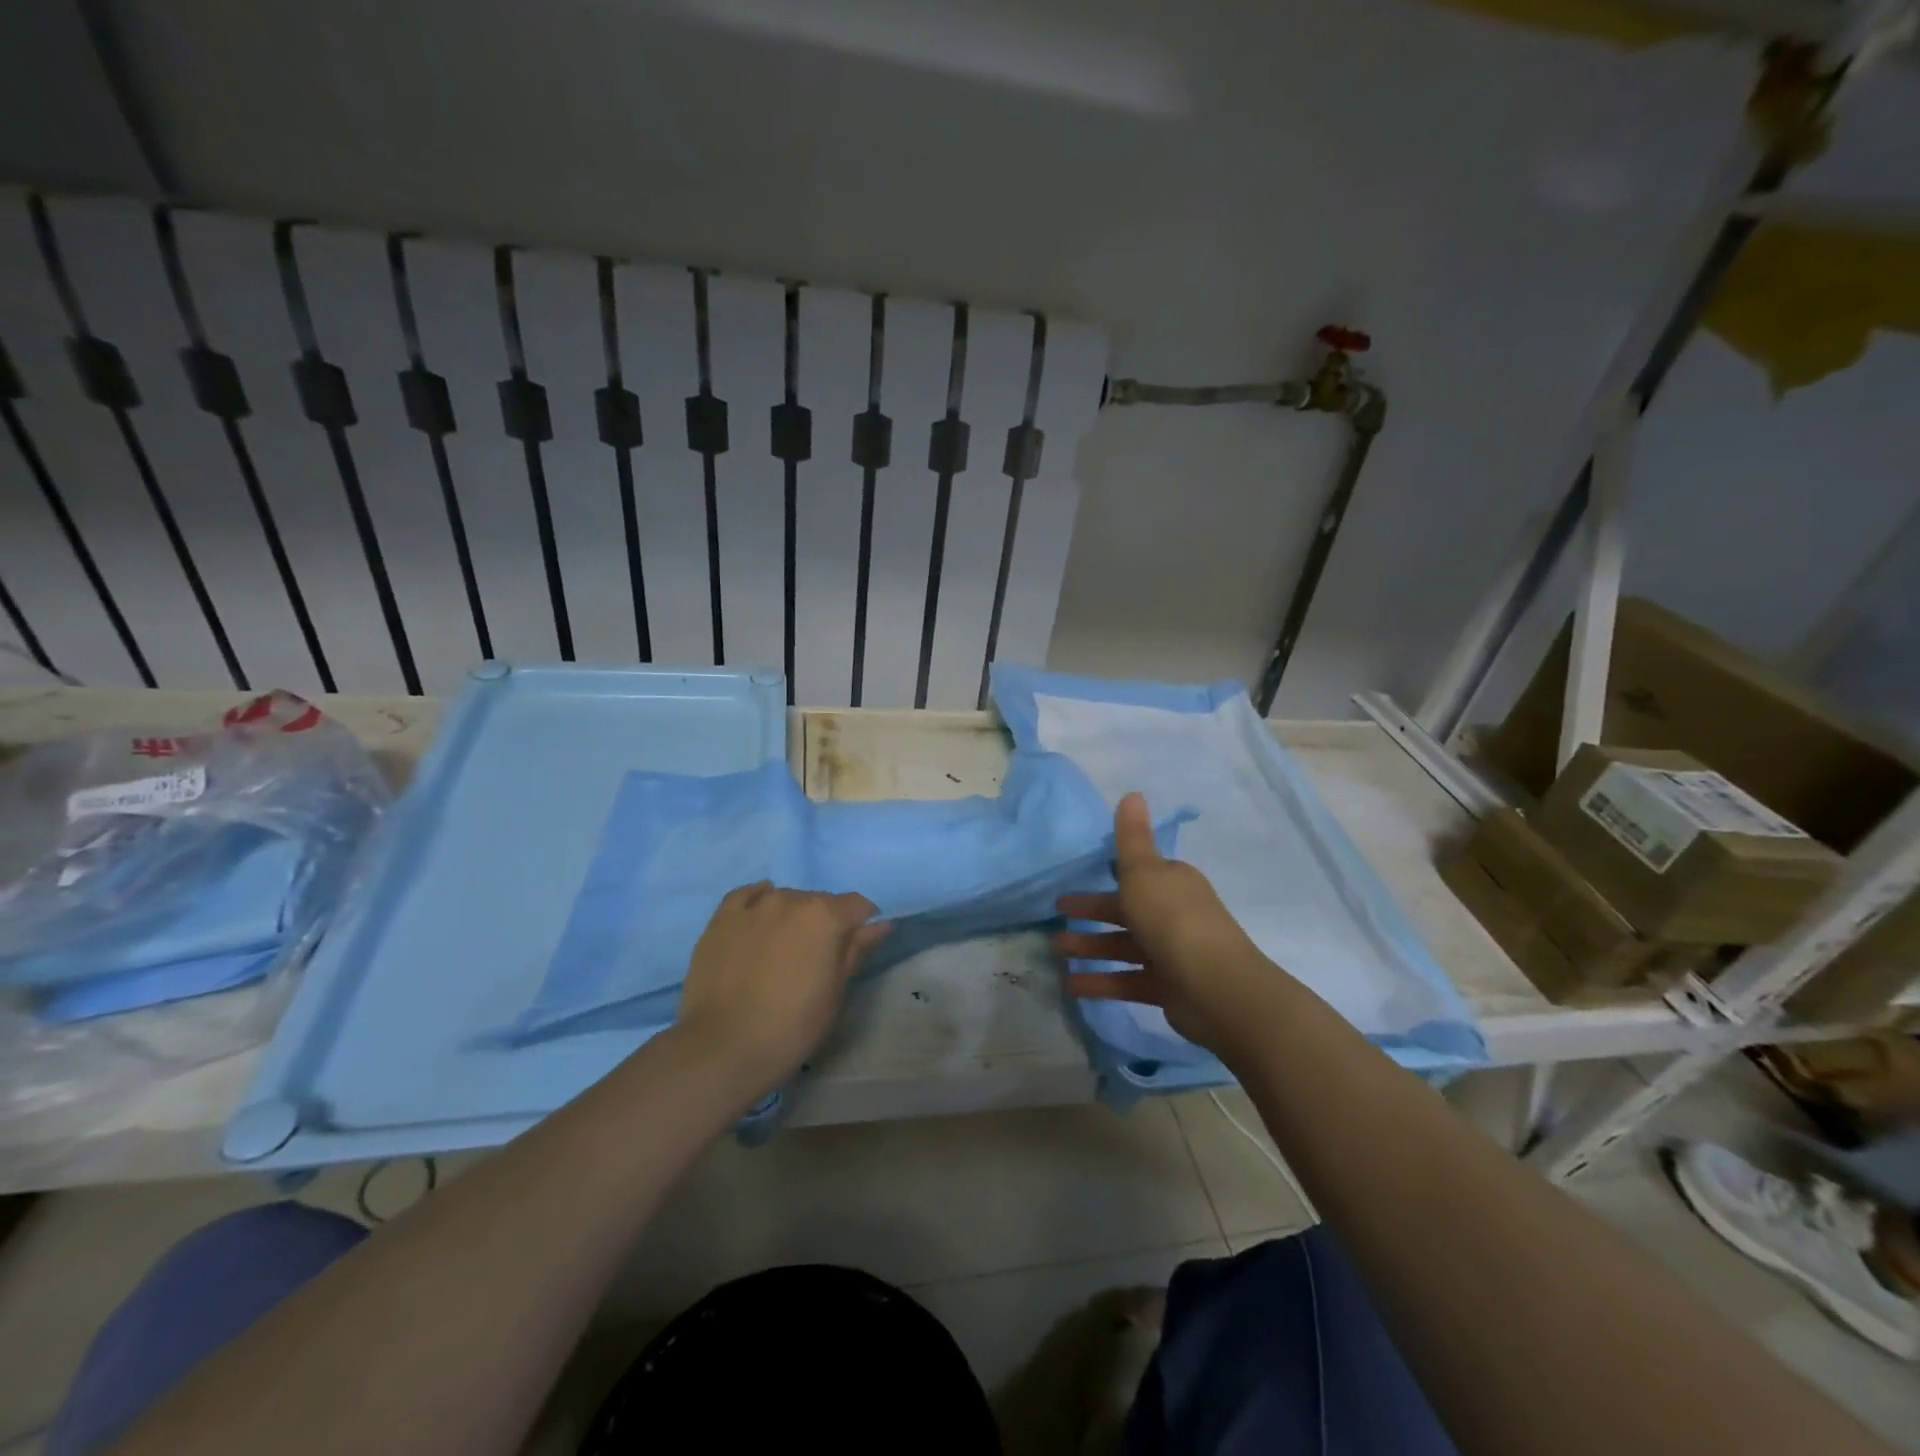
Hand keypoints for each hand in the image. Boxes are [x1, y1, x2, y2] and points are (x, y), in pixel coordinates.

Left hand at [674, 884, 889, 1099]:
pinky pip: (747, 896)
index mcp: (825, 915)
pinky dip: (758, 903)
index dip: (861, 925)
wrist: (724, 1047)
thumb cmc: (792, 1025)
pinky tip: (758, 921)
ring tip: (781, 950)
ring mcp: (753, 906)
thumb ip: (857, 950)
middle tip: (815, 959)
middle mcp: (791, 899)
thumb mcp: (836, 991)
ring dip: (791, 916)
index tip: (854, 949)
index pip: (857, 905)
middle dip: (824, 922)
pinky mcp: (721, 918)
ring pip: (785, 899)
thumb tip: (881, 924)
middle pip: (820, 901)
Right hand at [1053, 793, 1271, 1054]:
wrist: (1215, 988)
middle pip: (1125, 910)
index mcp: (1172, 883)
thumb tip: (1132, 793)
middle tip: (1056, 915)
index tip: (1077, 877)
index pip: (1138, 873)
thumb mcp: (1144, 872)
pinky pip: (1127, 980)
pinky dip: (1101, 982)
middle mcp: (1173, 914)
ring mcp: (1171, 953)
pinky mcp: (1166, 988)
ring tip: (1055, 950)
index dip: (1108, 873)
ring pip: (1122, 946)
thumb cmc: (1173, 919)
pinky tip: (1072, 985)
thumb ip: (1131, 837)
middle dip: (1090, 911)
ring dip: (1089, 947)